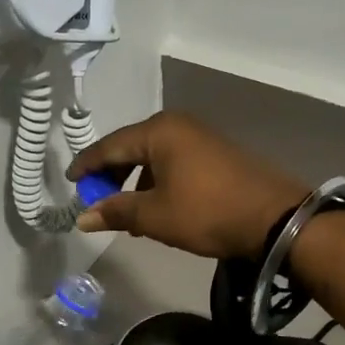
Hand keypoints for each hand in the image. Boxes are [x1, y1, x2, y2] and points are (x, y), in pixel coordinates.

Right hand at [67, 112, 309, 260]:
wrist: (275, 218)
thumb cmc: (206, 212)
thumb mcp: (155, 216)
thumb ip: (116, 212)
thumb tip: (83, 218)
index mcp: (158, 131)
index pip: (110, 145)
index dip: (87, 165)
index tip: (70, 182)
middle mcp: (178, 125)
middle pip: (132, 147)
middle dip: (112, 175)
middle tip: (97, 200)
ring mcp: (201, 137)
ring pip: (154, 157)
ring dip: (136, 182)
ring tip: (128, 214)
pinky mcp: (217, 153)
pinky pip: (175, 162)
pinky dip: (159, 182)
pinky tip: (158, 208)